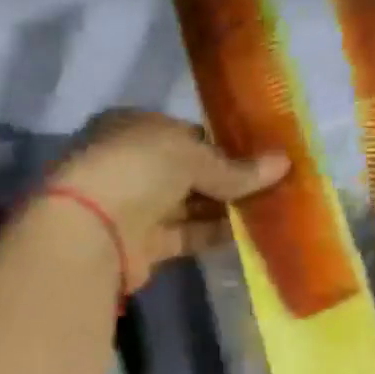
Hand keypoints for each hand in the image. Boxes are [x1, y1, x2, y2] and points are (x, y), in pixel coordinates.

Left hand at [48, 110, 287, 291]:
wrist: (92, 231)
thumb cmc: (136, 169)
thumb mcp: (189, 154)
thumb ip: (234, 166)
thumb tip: (282, 164)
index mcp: (131, 127)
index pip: (183, 133)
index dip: (220, 144)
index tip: (259, 155)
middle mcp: (130, 165)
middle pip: (186, 171)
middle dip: (226, 178)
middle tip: (273, 183)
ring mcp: (134, 207)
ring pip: (187, 205)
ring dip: (224, 208)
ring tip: (270, 208)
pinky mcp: (142, 246)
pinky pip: (185, 236)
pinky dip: (211, 235)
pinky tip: (247, 234)